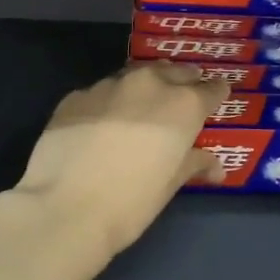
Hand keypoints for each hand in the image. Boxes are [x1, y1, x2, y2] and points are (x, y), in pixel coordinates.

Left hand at [11, 64, 229, 257]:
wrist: (64, 207)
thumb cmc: (131, 202)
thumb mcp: (170, 186)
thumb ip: (194, 164)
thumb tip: (215, 166)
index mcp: (183, 105)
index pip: (211, 89)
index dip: (215, 95)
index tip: (216, 100)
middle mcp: (149, 84)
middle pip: (174, 72)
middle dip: (182, 83)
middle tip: (182, 99)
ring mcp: (108, 85)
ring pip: (135, 77)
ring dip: (144, 89)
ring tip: (140, 109)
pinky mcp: (76, 96)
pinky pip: (101, 93)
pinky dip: (109, 104)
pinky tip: (100, 126)